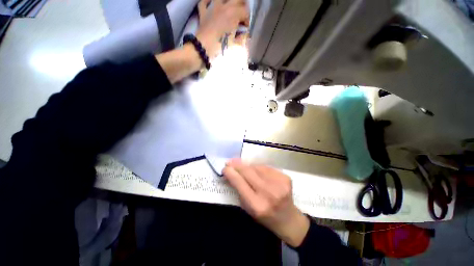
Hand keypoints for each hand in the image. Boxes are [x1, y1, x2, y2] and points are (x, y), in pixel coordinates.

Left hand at [196, 0, 249, 58]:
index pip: (245, 11)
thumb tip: (244, 34)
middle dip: (242, 4)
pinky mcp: (203, 13)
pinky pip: (204, 2)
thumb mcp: (235, 45)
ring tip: (230, 6)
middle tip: (243, 13)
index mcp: (234, 14)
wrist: (204, 48)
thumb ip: (242, 38)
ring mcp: (213, 8)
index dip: (248, 19)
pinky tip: (211, 3)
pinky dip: (208, 1)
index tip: (246, 27)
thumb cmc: (221, 46)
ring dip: (227, 0)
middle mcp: (224, 7)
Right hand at [223, 159, 309, 246]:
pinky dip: (258, 167)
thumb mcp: (248, 208)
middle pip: (248, 172)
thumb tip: (231, 173)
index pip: (240, 183)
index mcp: (257, 205)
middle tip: (230, 162)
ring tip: (241, 165)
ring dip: (247, 165)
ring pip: (257, 167)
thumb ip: (239, 190)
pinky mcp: (285, 177)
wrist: (288, 219)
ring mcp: (279, 184)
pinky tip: (255, 169)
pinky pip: (266, 167)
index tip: (225, 168)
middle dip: (237, 165)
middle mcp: (269, 193)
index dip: (231, 173)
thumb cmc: (264, 216)